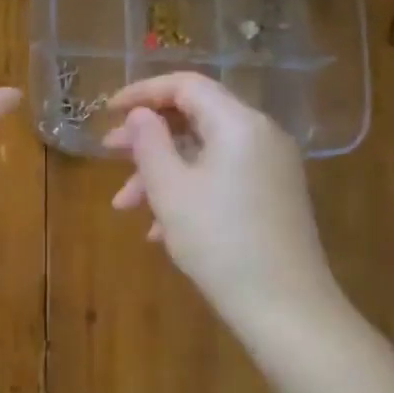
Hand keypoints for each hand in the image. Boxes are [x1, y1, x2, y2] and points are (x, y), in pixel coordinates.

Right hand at [103, 72, 343, 332]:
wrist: (285, 306)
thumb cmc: (219, 241)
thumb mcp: (170, 190)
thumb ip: (149, 143)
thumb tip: (140, 114)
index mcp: (238, 124)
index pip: (187, 86)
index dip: (143, 92)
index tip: (108, 111)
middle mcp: (260, 136)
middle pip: (195, 118)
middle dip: (147, 137)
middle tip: (108, 153)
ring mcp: (270, 167)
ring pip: (204, 153)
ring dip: (161, 172)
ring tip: (125, 206)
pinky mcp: (272, 196)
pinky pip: (221, 177)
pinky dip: (187, 190)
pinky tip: (159, 229)